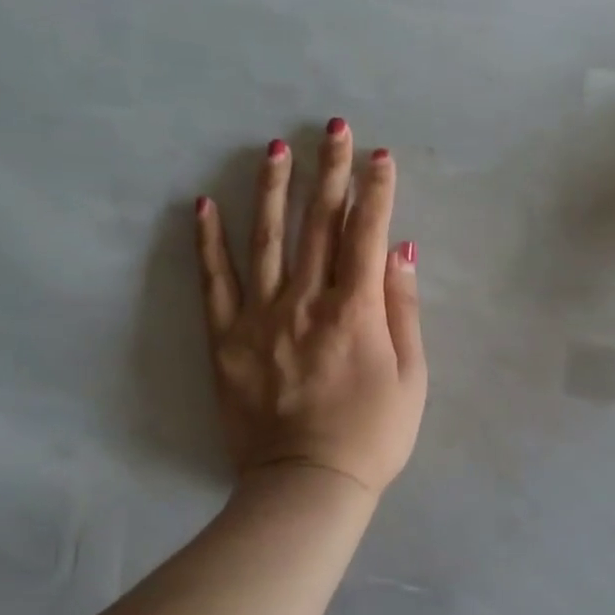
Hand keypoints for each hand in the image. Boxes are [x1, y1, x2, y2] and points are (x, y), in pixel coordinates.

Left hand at [194, 121, 427, 496]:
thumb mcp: (411, 378)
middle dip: (329, 171)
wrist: (306, 486)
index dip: (376, 190)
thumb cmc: (371, 436)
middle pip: (319, 224)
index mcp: (355, 310)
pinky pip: (214, 283)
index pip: (366, 233)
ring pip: (268, 240)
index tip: (380, 154)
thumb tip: (400, 251)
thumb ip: (403, 310)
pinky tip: (204, 206)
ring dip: (273, 190)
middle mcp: (307, 301)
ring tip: (275, 149)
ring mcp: (261, 317)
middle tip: (332, 128)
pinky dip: (209, 243)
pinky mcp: (226, 339)